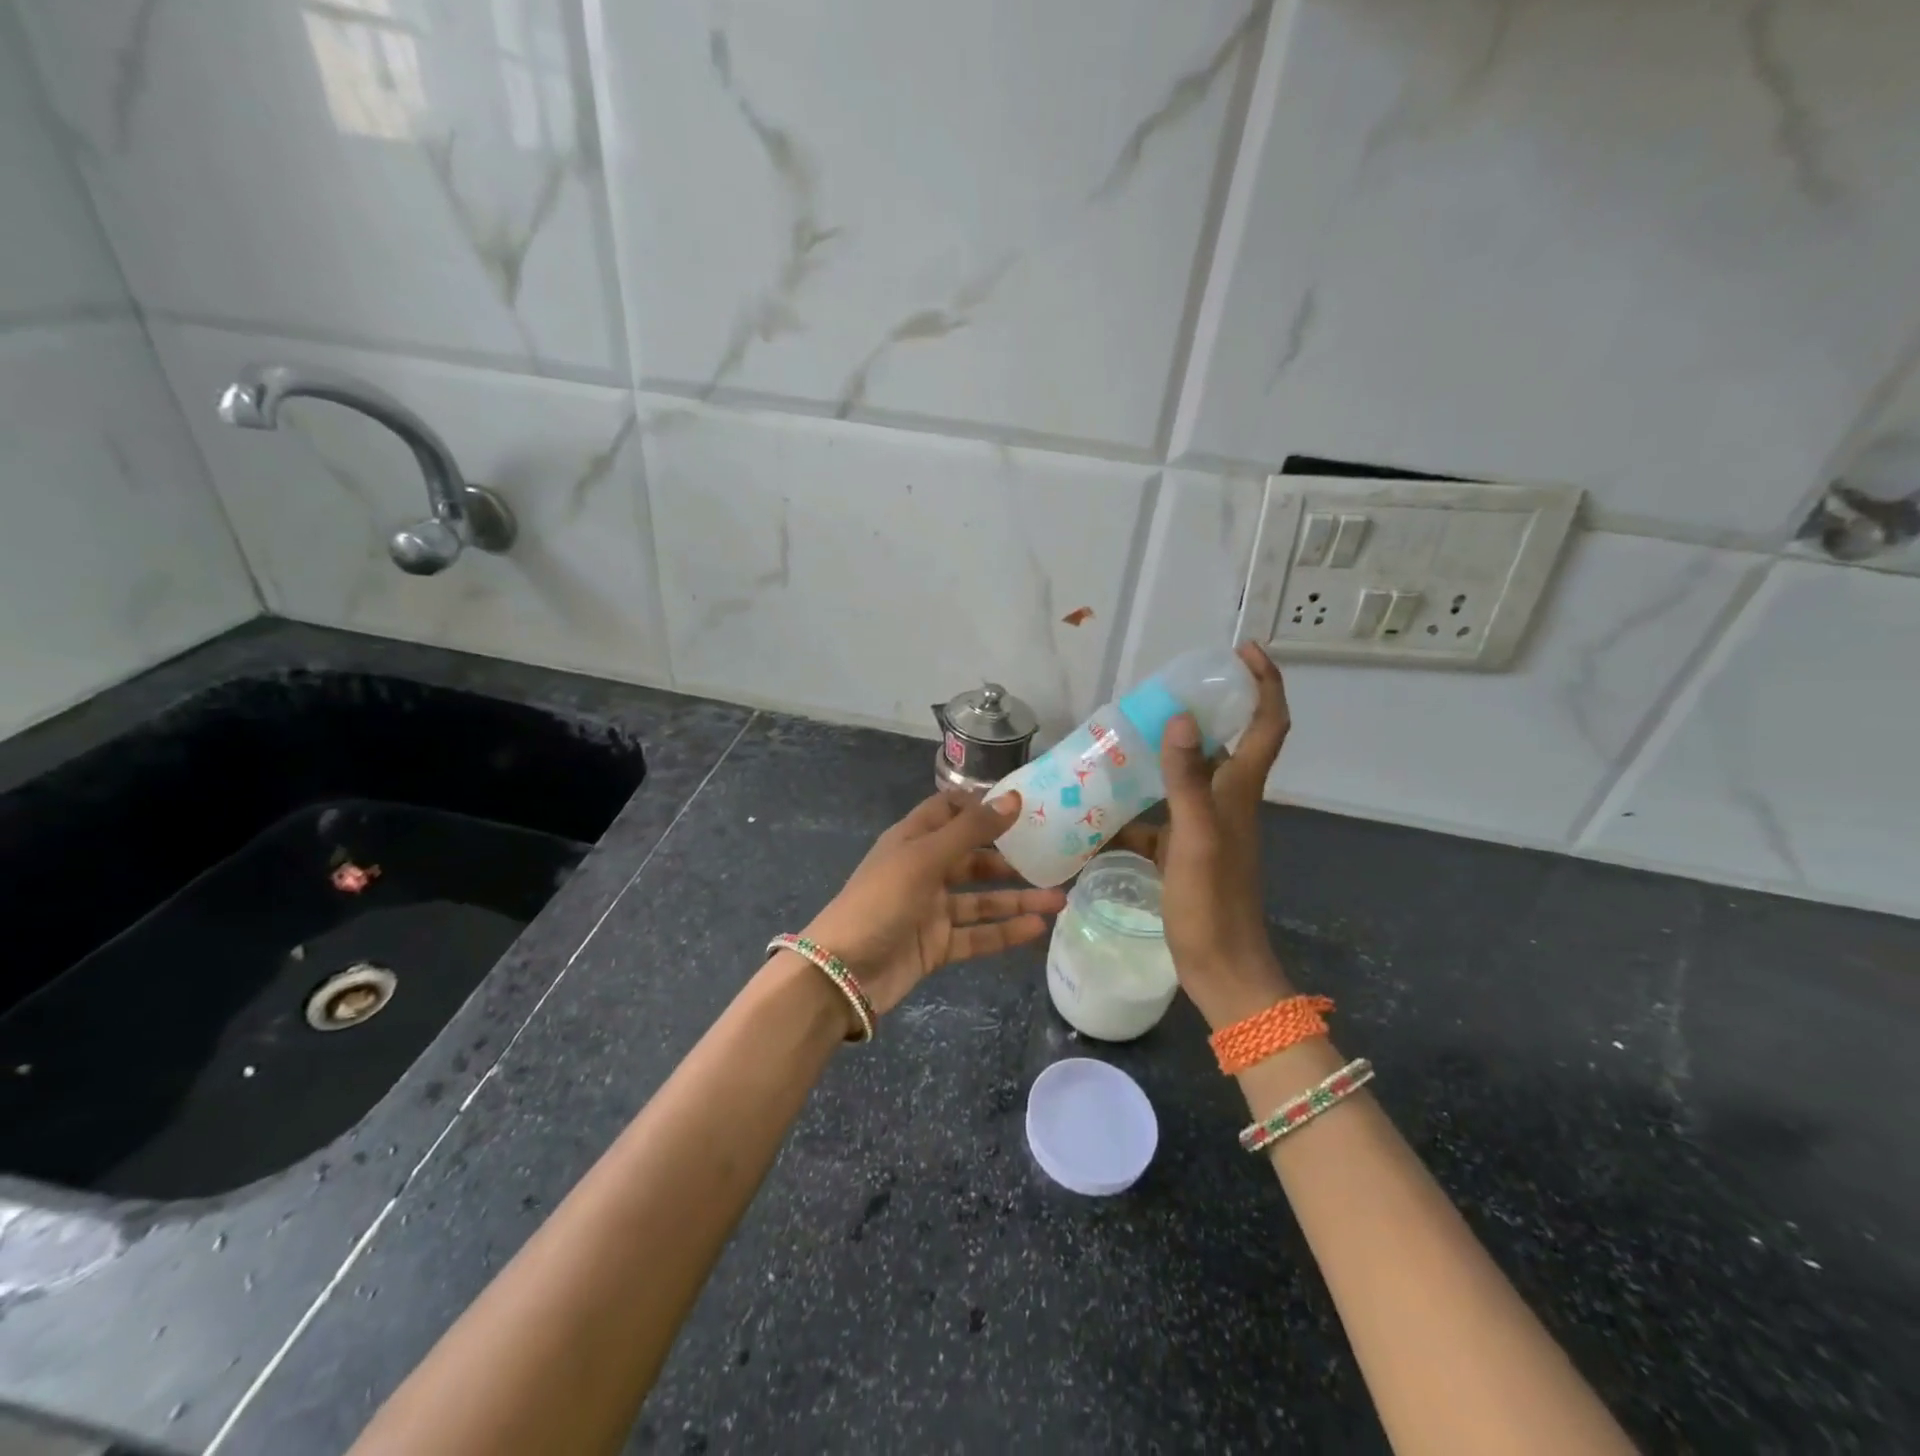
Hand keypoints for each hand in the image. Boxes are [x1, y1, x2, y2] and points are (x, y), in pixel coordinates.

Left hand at [801, 791, 1066, 1016]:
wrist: (842, 973)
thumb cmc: (880, 901)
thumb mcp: (924, 858)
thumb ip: (971, 830)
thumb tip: (1014, 798)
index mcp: (912, 840)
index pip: (948, 811)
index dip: (981, 806)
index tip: (1022, 805)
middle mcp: (923, 870)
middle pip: (972, 857)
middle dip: (1010, 857)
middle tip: (1053, 856)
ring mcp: (931, 910)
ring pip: (981, 899)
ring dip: (1017, 898)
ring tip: (1059, 899)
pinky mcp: (937, 945)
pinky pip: (978, 934)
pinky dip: (1005, 932)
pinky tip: (1037, 928)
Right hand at [1110, 641, 1294, 1028]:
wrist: (1221, 970)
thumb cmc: (1212, 904)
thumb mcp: (1195, 838)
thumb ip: (1186, 780)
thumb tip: (1181, 718)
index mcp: (1239, 792)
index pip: (1268, 725)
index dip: (1265, 683)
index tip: (1245, 651)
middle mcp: (1228, 802)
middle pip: (1227, 743)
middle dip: (1204, 711)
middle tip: (1162, 692)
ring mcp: (1207, 828)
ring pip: (1187, 778)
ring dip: (1162, 758)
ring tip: (1120, 742)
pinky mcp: (1186, 852)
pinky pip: (1160, 817)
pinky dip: (1136, 808)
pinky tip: (1101, 810)